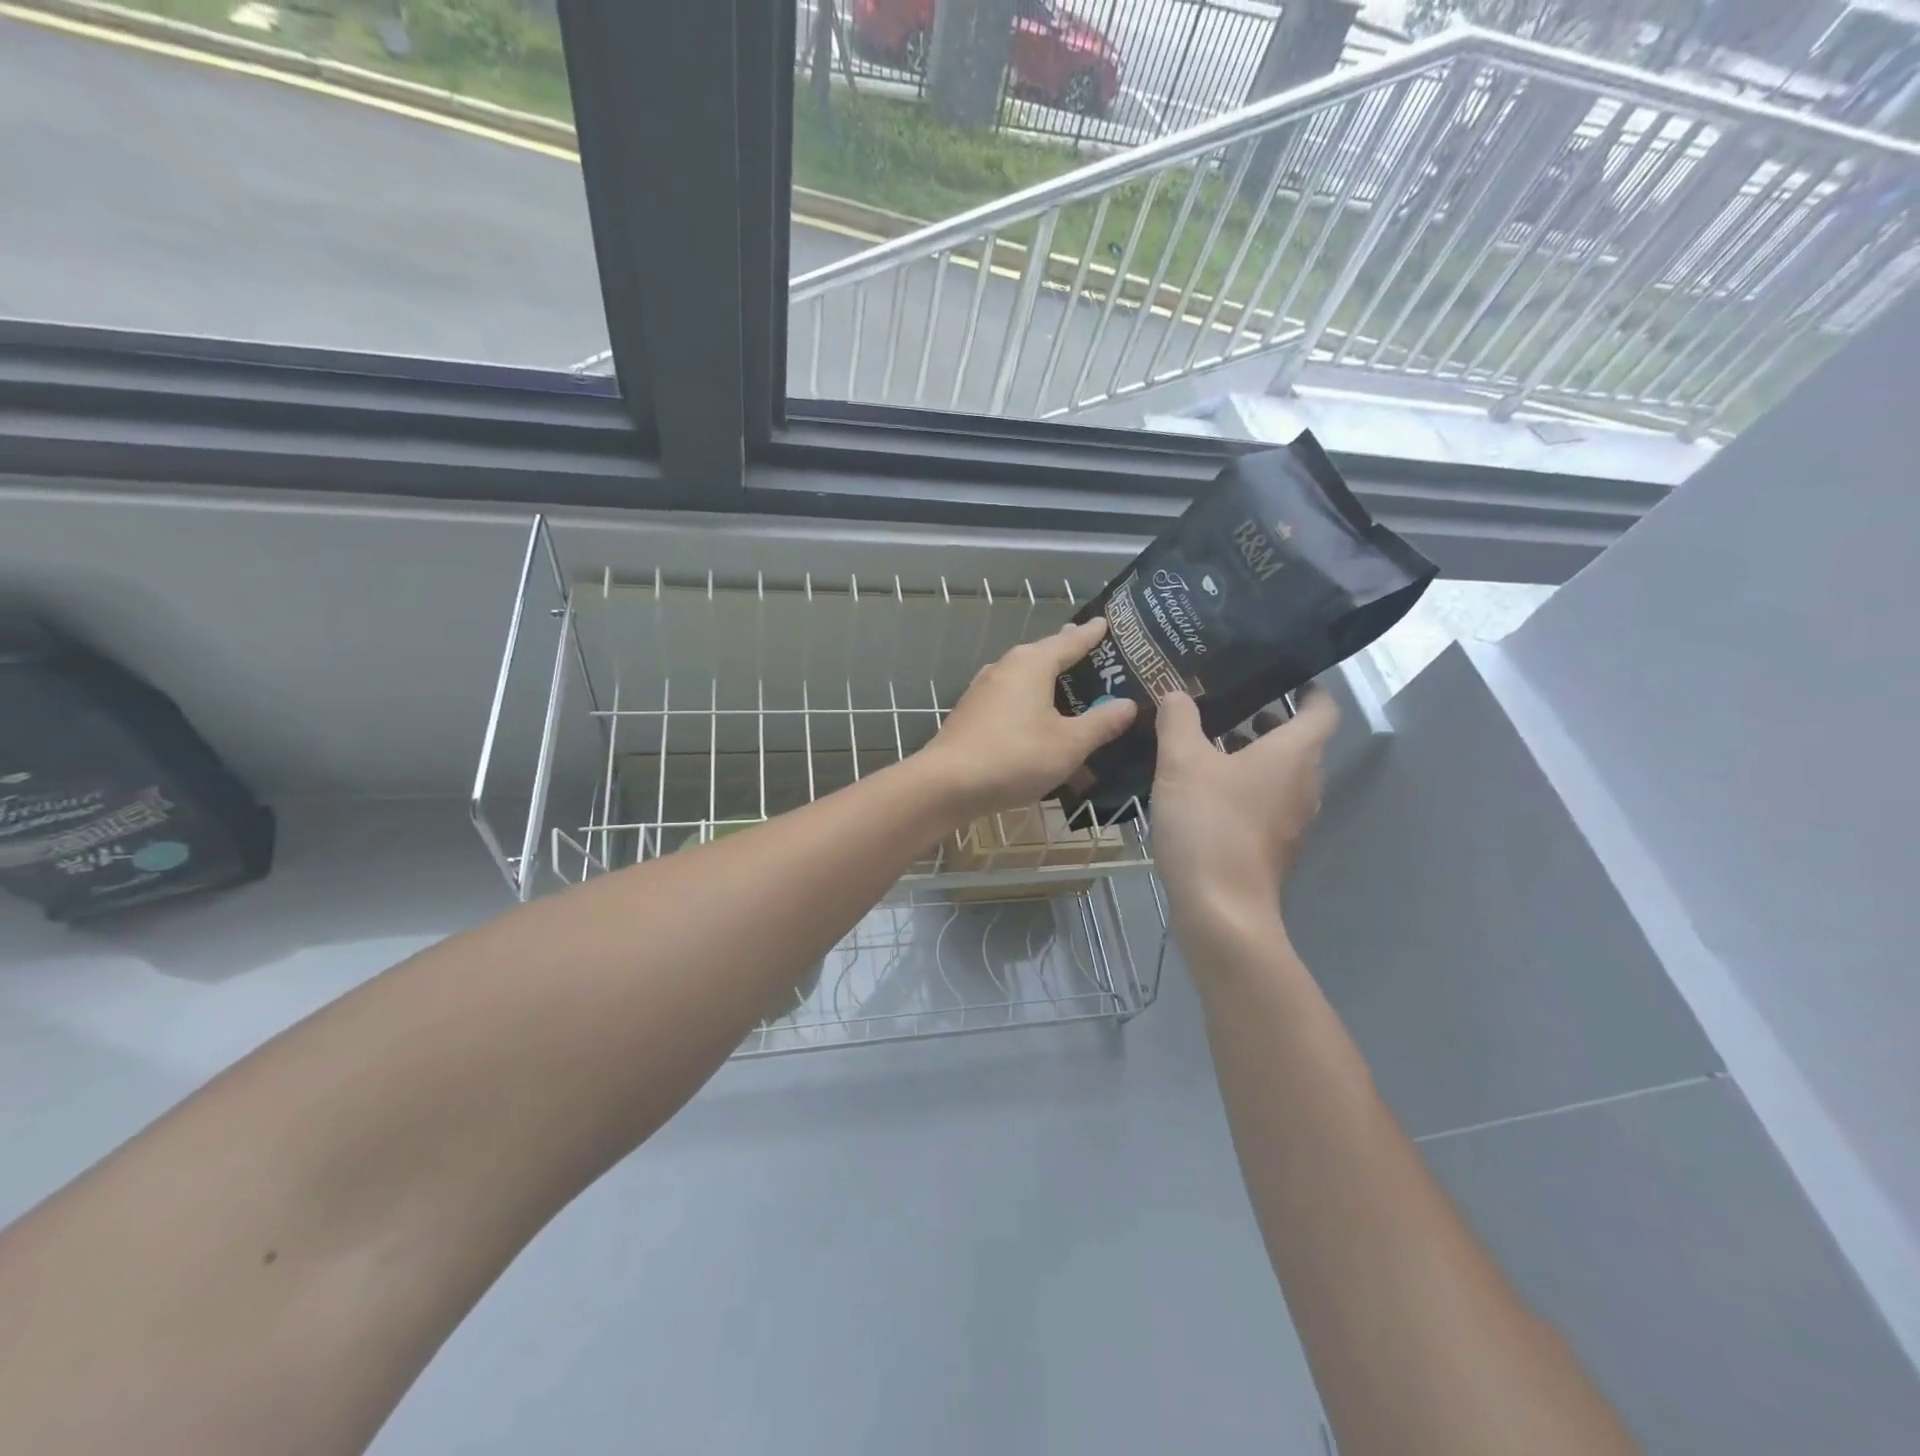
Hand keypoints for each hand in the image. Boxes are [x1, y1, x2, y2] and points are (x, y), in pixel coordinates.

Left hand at [920, 618, 1137, 818]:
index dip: (1092, 634)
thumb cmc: (1015, 756)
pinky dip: (1030, 698)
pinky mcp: (973, 712)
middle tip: (1094, 649)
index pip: (1070, 641)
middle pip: (1044, 653)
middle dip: (1068, 651)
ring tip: (1070, 682)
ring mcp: (984, 689)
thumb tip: (1128, 704)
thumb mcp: (1069, 744)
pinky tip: (1037, 714)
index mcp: (1032, 663)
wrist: (948, 783)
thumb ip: (1101, 723)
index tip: (1107, 622)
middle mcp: (1006, 666)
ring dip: (1047, 677)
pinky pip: (1011, 696)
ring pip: (1024, 675)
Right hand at [1150, 687, 1338, 951]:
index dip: (1308, 688)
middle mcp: (1305, 784)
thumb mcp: (1182, 762)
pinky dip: (1245, 787)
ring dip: (1252, 756)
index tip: (1282, 675)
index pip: (1322, 709)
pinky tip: (1204, 791)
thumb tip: (1176, 693)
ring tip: (1208, 746)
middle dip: (1267, 722)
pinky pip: (1267, 803)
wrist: (1221, 909)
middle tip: (1226, 706)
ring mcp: (1293, 821)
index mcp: (1294, 754)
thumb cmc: (1208, 824)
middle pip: (1299, 742)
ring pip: (1280, 774)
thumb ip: (1179, 721)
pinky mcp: (1275, 848)